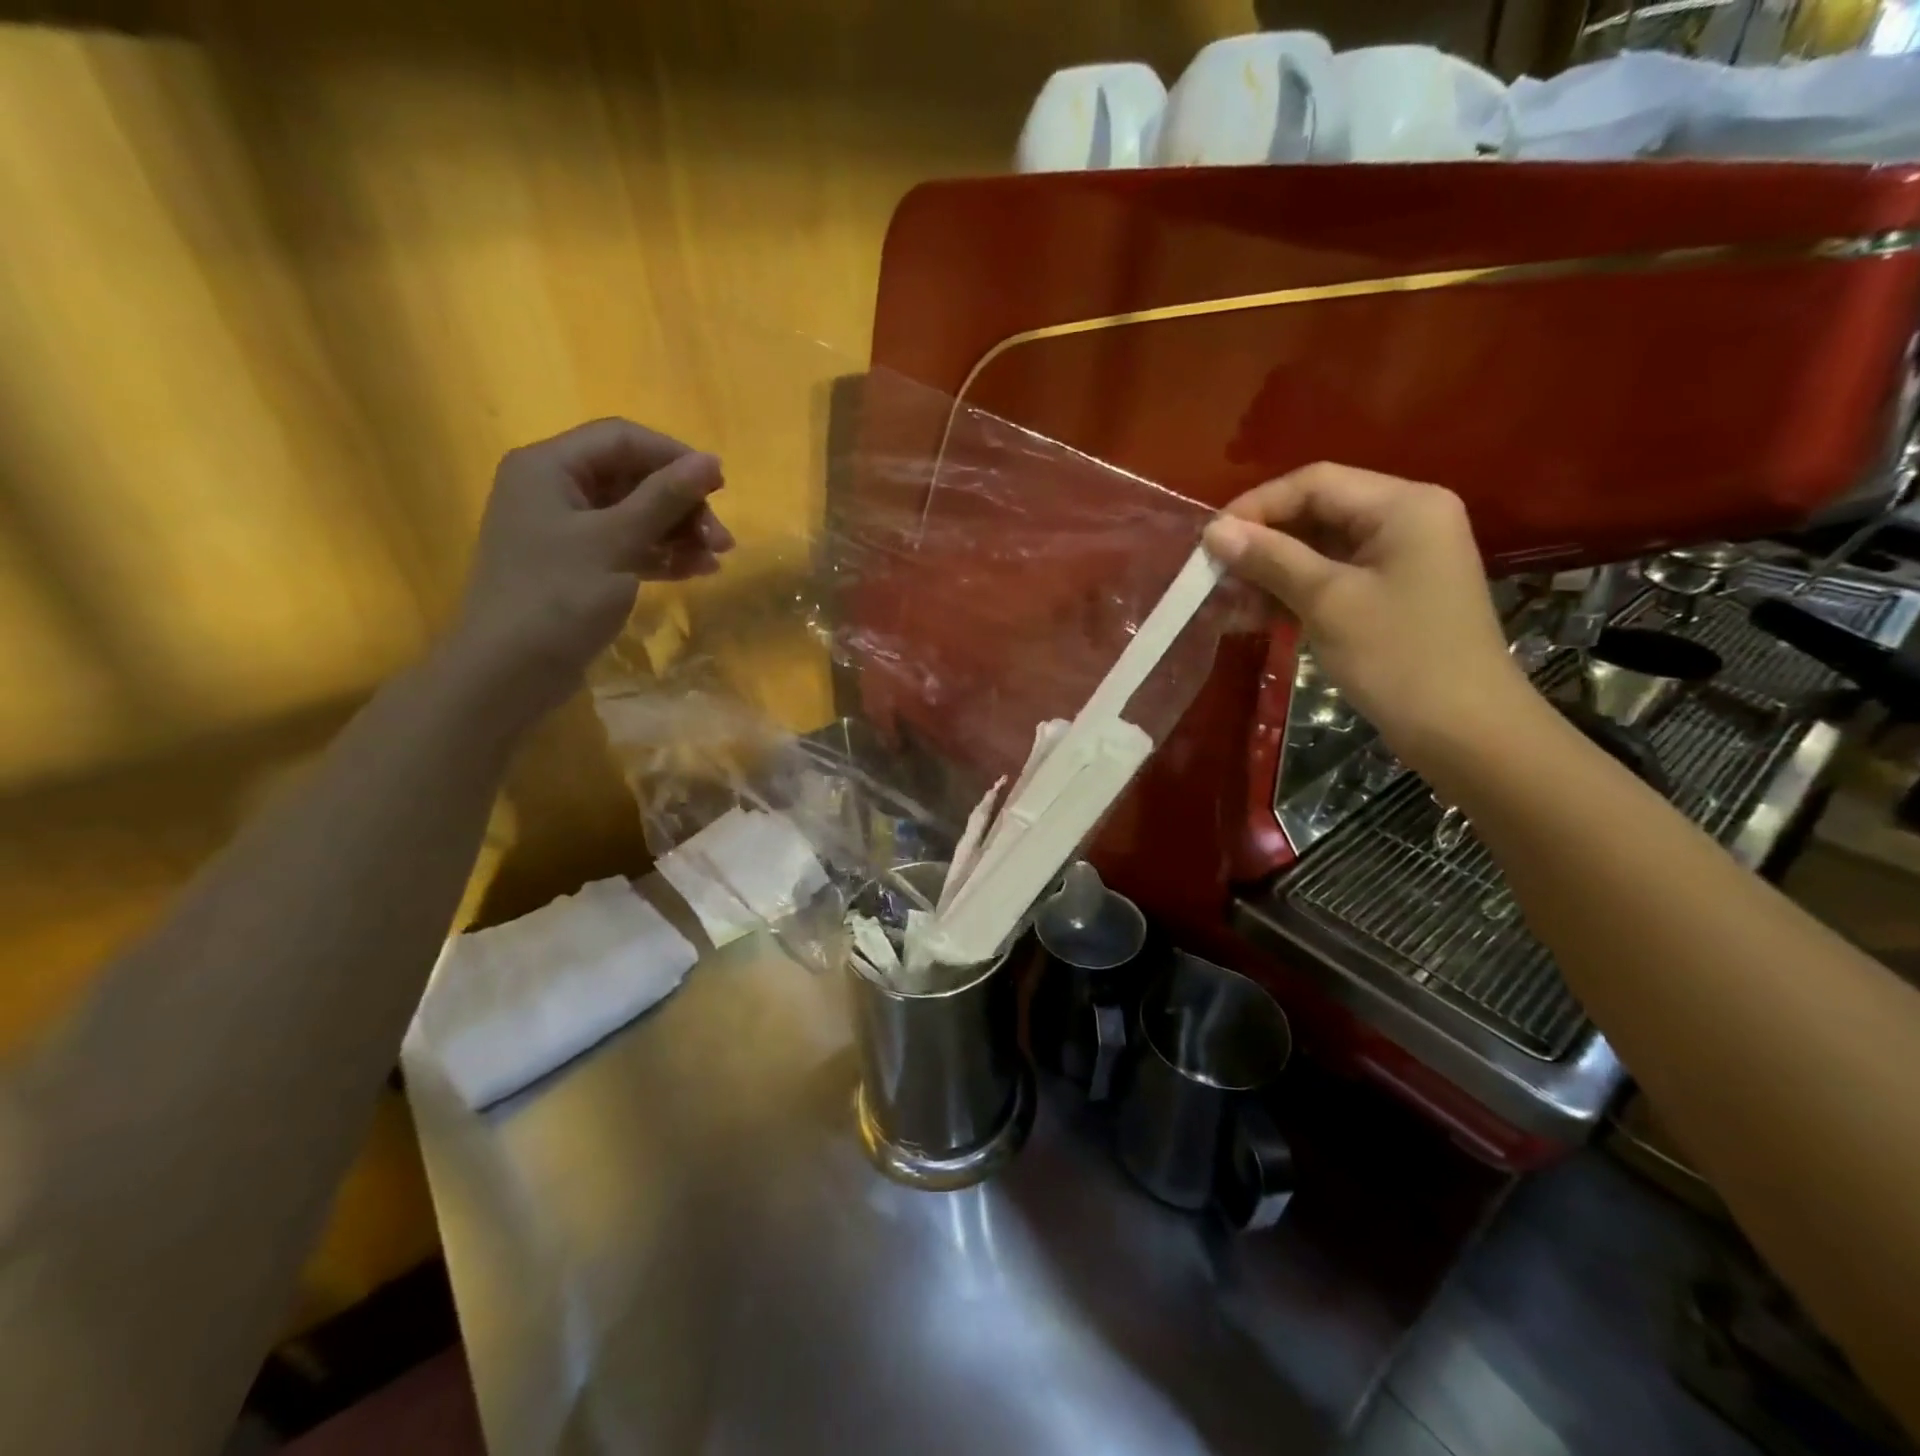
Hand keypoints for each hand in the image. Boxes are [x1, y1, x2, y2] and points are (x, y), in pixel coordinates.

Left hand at [443, 418, 732, 721]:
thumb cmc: (558, 597)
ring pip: (635, 515)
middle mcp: (554, 489)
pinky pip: (628, 546)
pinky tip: (697, 571)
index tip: (720, 486)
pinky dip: (662, 555)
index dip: (675, 456)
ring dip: (679, 532)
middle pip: (633, 478)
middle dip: (682, 505)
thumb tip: (710, 461)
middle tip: (722, 540)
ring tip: (716, 559)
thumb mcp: (616, 542)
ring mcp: (566, 531)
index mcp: (549, 467)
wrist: (510, 671)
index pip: (622, 439)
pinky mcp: (579, 566)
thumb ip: (664, 498)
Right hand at [1202, 463, 1528, 766]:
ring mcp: (1400, 558)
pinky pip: (1332, 576)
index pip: (1315, 483)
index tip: (1209, 541)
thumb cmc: (1399, 657)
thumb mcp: (1328, 602)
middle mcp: (1405, 519)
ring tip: (1226, 599)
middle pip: (1317, 511)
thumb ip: (1271, 559)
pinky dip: (1293, 591)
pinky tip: (1254, 614)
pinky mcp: (1391, 592)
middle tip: (1213, 573)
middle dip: (1262, 540)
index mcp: (1403, 505)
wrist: (1464, 731)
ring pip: (1319, 547)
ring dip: (1271, 570)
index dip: (1257, 506)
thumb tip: (1213, 531)